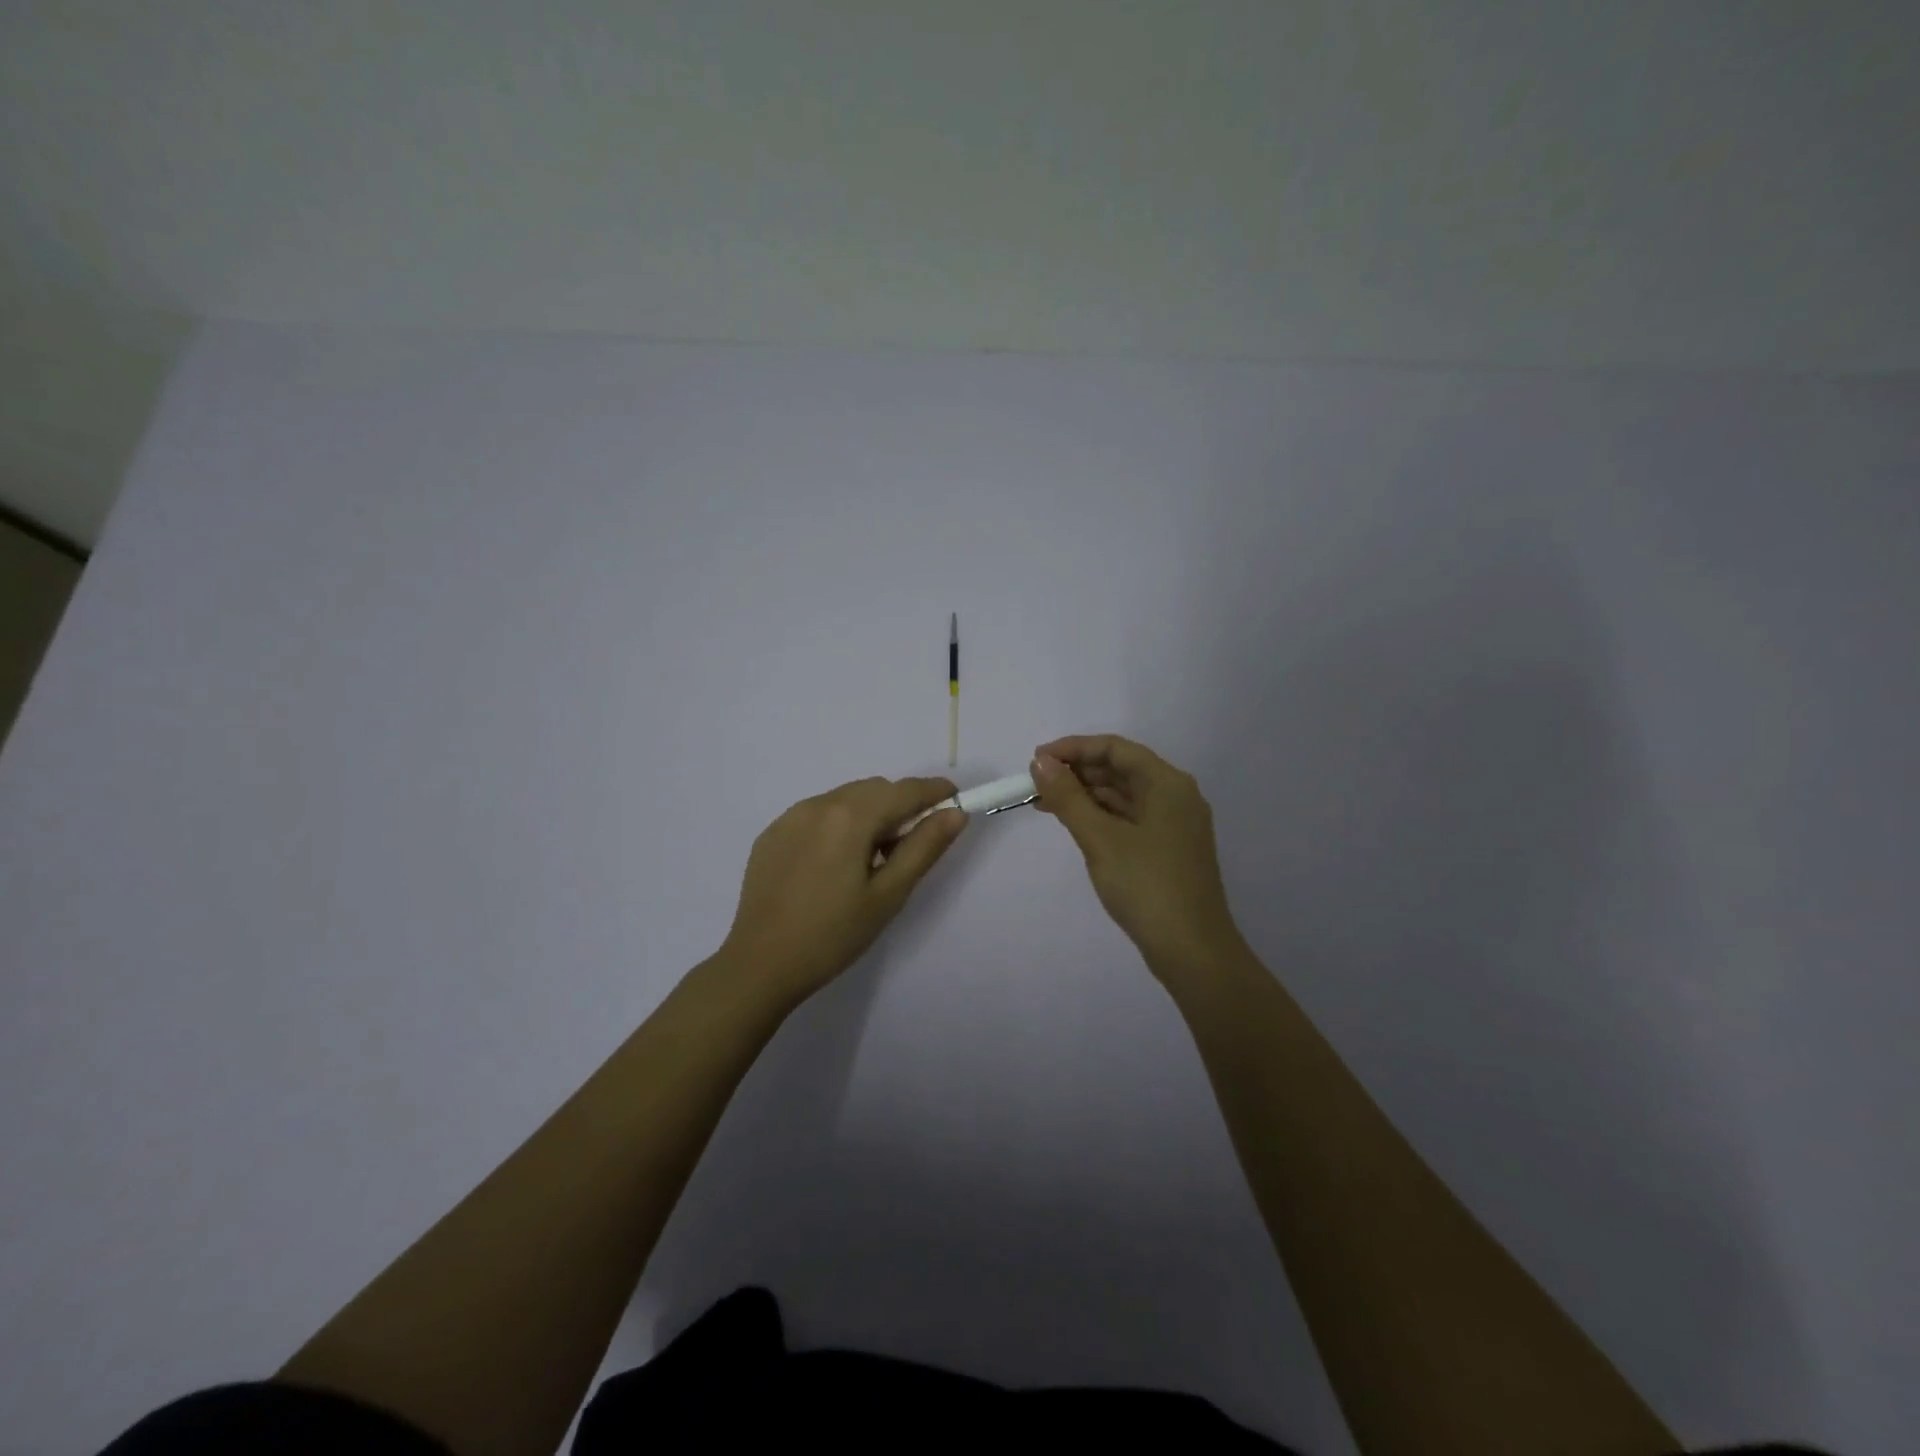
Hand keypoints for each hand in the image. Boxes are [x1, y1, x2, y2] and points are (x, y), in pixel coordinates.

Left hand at [719, 776, 966, 1005]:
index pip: (904, 790)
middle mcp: (818, 804)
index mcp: (849, 817)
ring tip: (871, 860)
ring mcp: (790, 817)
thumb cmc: (833, 935)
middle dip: (901, 806)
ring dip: (869, 814)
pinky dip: (838, 824)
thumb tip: (955, 814)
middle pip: (874, 789)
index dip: (934, 792)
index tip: (955, 802)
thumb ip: (924, 848)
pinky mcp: (772, 834)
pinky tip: (834, 865)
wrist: (759, 965)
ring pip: (845, 799)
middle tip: (910, 846)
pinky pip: (817, 814)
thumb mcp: (888, 895)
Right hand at [1031, 735, 1242, 977]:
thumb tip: (1040, 762)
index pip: (1115, 748)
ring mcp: (1174, 824)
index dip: (1073, 748)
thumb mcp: (1100, 838)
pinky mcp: (1169, 849)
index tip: (1036, 760)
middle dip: (1077, 772)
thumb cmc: (1146, 886)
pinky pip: (1130, 818)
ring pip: (1124, 795)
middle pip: (1121, 769)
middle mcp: (1175, 796)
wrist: (1192, 950)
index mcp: (1167, 783)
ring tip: (1045, 804)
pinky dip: (1101, 816)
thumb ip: (1067, 797)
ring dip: (1086, 795)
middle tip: (1035, 784)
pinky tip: (1074, 825)